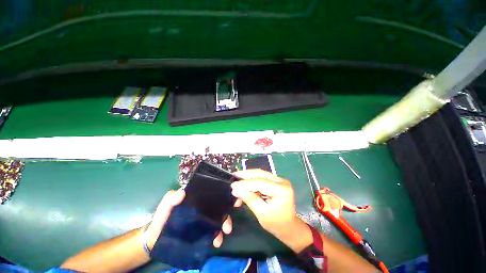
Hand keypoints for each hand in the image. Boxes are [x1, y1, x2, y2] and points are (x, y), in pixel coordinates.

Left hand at [145, 189, 241, 248]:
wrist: (157, 240)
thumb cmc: (162, 219)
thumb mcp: (165, 207)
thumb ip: (170, 199)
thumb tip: (183, 192)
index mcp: (197, 200)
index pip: (212, 194)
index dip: (223, 193)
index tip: (233, 196)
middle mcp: (203, 208)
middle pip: (219, 207)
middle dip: (228, 211)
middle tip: (230, 218)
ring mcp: (204, 221)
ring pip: (219, 219)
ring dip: (225, 224)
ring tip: (225, 232)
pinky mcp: (203, 233)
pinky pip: (214, 233)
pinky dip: (218, 236)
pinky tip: (217, 241)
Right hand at [231, 170, 311, 251]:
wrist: (288, 227)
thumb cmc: (276, 223)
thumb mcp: (261, 213)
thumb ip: (249, 199)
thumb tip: (236, 190)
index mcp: (281, 189)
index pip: (260, 182)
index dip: (245, 183)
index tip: (233, 185)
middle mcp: (281, 181)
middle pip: (261, 174)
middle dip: (246, 175)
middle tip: (234, 175)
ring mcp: (279, 180)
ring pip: (260, 174)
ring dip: (248, 177)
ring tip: (237, 178)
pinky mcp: (276, 182)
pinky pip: (262, 178)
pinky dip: (252, 181)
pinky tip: (244, 184)